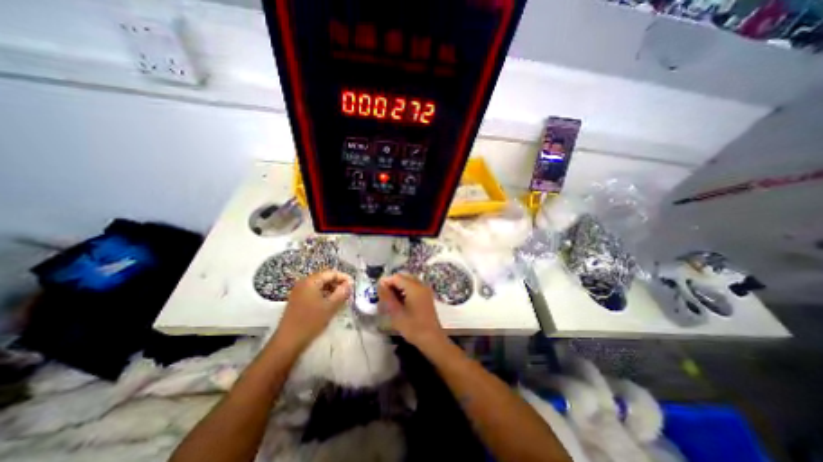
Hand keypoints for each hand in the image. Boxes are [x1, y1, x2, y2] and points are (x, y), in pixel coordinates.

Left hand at [272, 271, 351, 349]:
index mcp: (311, 281)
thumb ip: (342, 292)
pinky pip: (314, 292)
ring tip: (342, 299)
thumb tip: (349, 283)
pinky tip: (330, 304)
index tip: (353, 285)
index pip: (331, 273)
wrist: (287, 342)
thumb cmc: (310, 322)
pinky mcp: (297, 300)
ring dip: (332, 290)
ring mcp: (299, 292)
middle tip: (349, 292)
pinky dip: (324, 295)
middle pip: (325, 278)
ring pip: (320, 286)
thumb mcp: (330, 306)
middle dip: (338, 284)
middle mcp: (303, 283)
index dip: (343, 277)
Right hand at [376, 274, 446, 345]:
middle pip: (403, 277)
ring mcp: (425, 290)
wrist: (432, 339)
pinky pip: (414, 287)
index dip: (386, 281)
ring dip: (398, 287)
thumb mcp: (396, 312)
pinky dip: (405, 290)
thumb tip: (380, 284)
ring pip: (408, 281)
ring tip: (390, 300)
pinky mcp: (426, 296)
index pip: (397, 277)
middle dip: (392, 283)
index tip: (377, 291)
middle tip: (383, 295)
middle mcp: (421, 285)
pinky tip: (400, 302)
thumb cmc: (413, 327)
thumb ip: (387, 296)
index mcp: (414, 287)